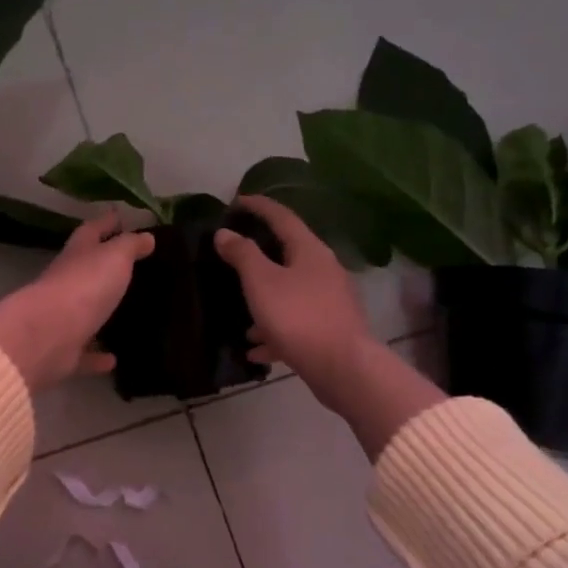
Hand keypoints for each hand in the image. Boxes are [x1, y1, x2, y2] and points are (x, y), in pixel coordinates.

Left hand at [0, 211, 154, 390]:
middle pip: (86, 271)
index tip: (121, 217)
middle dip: (104, 268)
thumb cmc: (84, 287)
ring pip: (85, 313)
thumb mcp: (114, 257)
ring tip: (129, 314)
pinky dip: (98, 356)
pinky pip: (85, 353)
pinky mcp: (64, 352)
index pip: (92, 231)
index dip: (107, 222)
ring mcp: (63, 319)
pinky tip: (115, 359)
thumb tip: (146, 236)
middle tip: (133, 268)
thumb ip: (130, 246)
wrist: (48, 336)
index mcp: (77, 256)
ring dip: (102, 314)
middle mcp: (67, 284)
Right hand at [213, 195, 372, 402]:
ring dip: (265, 302)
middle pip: (289, 255)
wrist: (342, 366)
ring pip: (291, 293)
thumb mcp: (261, 282)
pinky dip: (274, 332)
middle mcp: (324, 270)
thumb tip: (225, 233)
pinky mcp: (330, 329)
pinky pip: (296, 324)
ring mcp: (330, 301)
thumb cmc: (297, 316)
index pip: (282, 217)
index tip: (237, 201)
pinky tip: (256, 349)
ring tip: (242, 318)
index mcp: (310, 250)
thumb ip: (242, 255)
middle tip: (235, 258)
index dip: (259, 206)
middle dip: (260, 258)